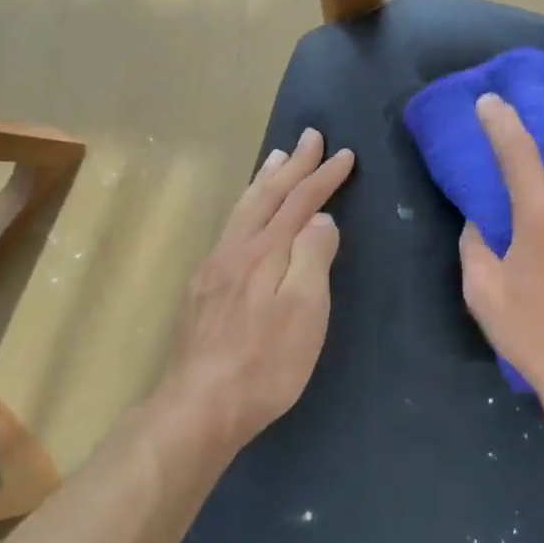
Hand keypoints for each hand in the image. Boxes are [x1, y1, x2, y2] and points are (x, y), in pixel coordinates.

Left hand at [162, 128, 355, 446]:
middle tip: (309, 135)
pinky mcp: (203, 289)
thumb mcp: (304, 311)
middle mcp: (236, 250)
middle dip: (292, 165)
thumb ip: (312, 258)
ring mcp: (214, 268)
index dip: (323, 177)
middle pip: (267, 197)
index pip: (300, 203)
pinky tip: (245, 213)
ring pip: (243, 209)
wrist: (199, 407)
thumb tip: (321, 219)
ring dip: (264, 179)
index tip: (344, 154)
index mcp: (265, 253)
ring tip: (275, 157)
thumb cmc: (265, 363)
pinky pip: (230, 228)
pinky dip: (246, 205)